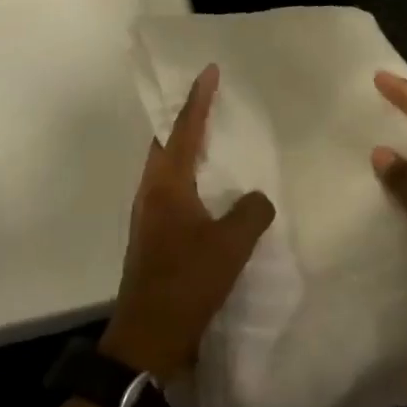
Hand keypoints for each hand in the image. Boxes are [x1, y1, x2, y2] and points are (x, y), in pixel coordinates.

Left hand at [101, 65, 274, 377]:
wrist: (148, 336)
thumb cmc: (187, 282)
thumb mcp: (230, 245)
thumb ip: (251, 212)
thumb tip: (257, 198)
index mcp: (166, 184)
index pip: (185, 130)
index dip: (198, 99)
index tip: (208, 70)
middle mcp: (152, 192)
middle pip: (167, 143)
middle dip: (186, 118)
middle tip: (209, 99)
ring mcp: (149, 215)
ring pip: (168, 168)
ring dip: (187, 148)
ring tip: (213, 138)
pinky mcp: (155, 236)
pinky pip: (173, 191)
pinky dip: (190, 177)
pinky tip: (211, 190)